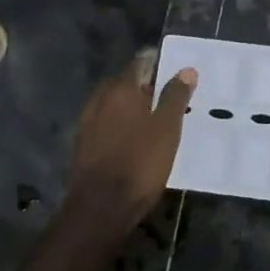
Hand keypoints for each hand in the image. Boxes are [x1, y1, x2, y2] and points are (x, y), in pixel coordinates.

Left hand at [62, 51, 197, 237]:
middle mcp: (100, 100)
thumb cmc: (140, 163)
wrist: (101, 207)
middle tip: (166, 97)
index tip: (173, 71)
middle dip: (143, 86)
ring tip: (152, 120)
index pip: (139, 64)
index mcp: (120, 90)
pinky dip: (119, 126)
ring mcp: (87, 123)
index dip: (156, 64)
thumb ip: (176, 97)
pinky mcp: (83, 146)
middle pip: (123, 84)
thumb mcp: (167, 128)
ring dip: (130, 108)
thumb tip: (186, 69)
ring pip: (112, 105)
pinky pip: (105, 125)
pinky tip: (132, 140)